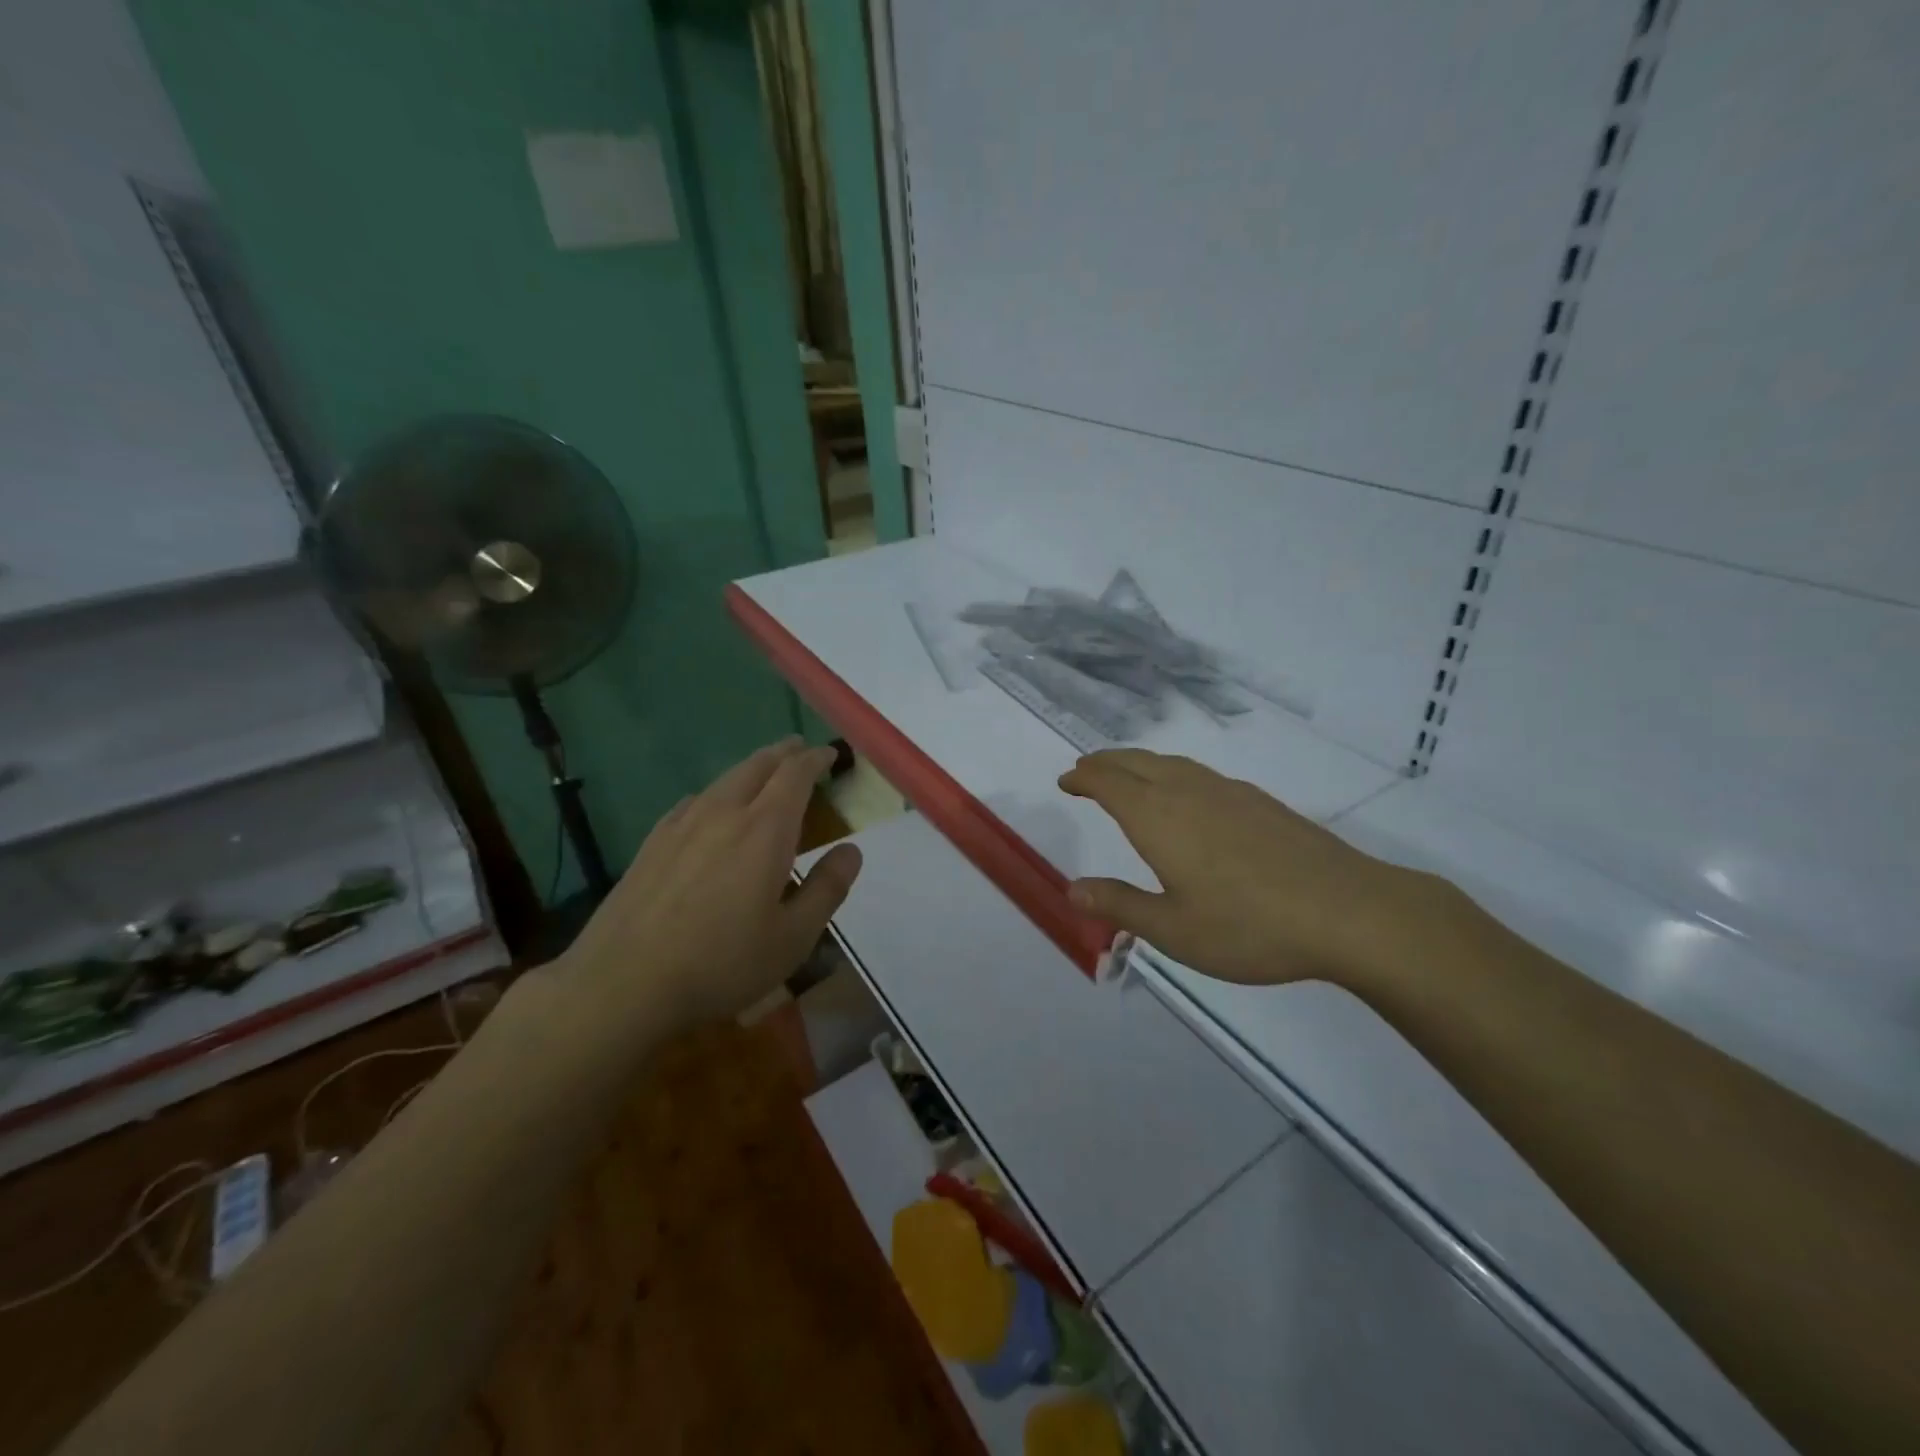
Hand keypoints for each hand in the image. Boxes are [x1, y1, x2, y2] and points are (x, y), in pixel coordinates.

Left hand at [553, 739, 862, 1034]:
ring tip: (764, 773)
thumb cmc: (721, 963)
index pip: (795, 774)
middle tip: (800, 749)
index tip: (830, 754)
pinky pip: (694, 800)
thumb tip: (851, 850)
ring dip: (751, 768)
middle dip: (784, 753)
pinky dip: (717, 792)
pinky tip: (710, 808)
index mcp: (765, 829)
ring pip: (724, 779)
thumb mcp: (793, 938)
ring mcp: (682, 825)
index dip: (816, 758)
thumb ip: (827, 889)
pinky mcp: (652, 843)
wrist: (623, 984)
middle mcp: (724, 813)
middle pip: (758, 765)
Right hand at [1058, 749, 1436, 987]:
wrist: (1348, 911)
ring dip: (1139, 762)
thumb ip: (1120, 906)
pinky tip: (1187, 794)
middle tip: (1086, 768)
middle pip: (1137, 762)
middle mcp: (1189, 792)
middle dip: (1106, 762)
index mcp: (1159, 818)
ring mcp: (1229, 792)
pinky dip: (1173, 772)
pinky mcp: (1260, 802)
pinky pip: (1200, 773)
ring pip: (1171, 763)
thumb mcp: (1173, 930)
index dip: (1084, 777)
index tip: (1066, 779)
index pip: (1109, 783)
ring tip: (1127, 774)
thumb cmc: (1249, 926)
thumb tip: (1072, 889)